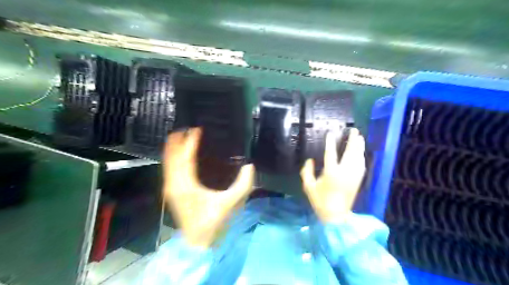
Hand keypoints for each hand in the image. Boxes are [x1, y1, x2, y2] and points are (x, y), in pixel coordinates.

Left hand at [166, 128, 256, 247]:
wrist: (198, 242)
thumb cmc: (213, 222)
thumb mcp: (230, 203)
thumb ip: (243, 185)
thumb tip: (249, 166)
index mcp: (187, 186)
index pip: (186, 158)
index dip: (190, 143)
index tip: (196, 130)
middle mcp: (174, 185)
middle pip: (172, 158)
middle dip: (177, 142)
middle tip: (185, 128)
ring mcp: (171, 189)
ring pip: (168, 163)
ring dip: (173, 149)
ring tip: (179, 136)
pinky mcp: (172, 192)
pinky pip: (169, 170)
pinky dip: (172, 158)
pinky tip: (177, 154)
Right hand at [300, 128, 365, 223]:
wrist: (336, 216)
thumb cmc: (320, 201)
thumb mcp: (309, 187)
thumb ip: (307, 172)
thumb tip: (309, 160)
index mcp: (331, 173)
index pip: (331, 154)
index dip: (330, 142)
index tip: (330, 133)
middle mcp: (345, 172)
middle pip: (350, 152)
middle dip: (352, 140)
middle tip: (354, 130)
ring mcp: (353, 176)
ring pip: (358, 157)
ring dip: (359, 146)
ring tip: (360, 137)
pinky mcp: (358, 180)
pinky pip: (362, 165)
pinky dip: (362, 156)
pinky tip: (361, 152)